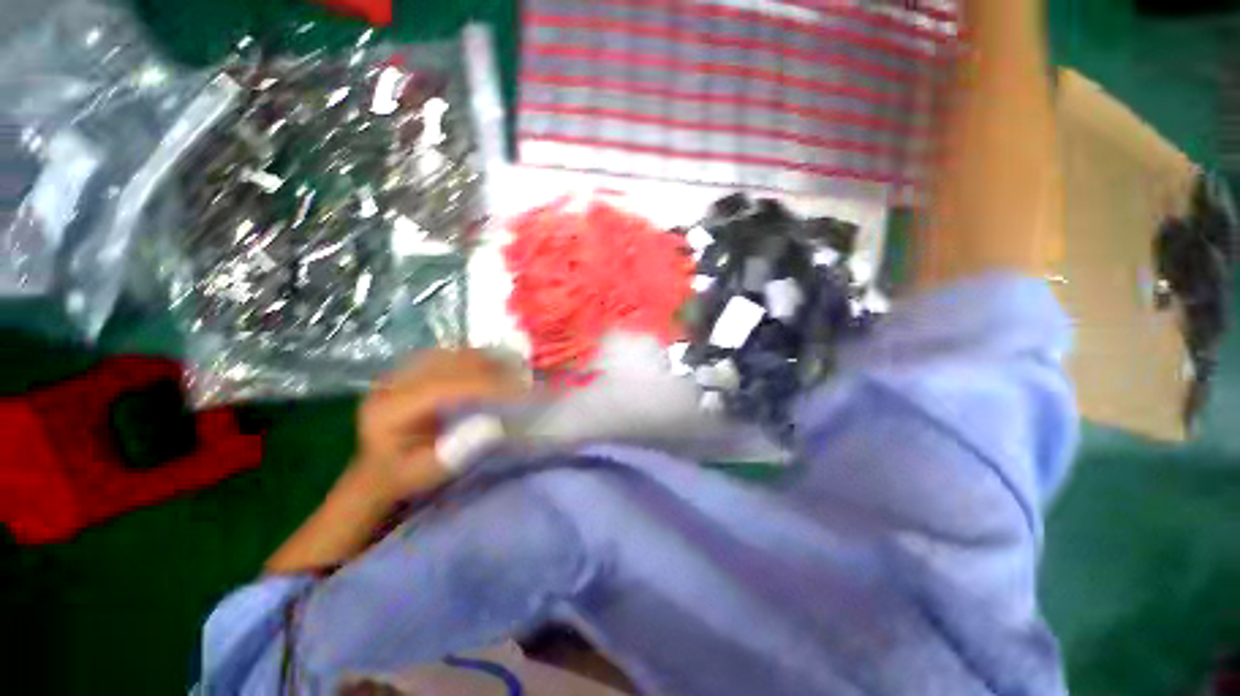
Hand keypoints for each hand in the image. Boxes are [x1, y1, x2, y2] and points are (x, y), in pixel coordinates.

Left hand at [264, 350, 523, 574]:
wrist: (381, 468)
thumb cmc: (405, 476)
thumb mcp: (428, 474)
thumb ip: (455, 452)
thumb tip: (493, 425)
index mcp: (388, 410)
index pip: (443, 387)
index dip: (484, 386)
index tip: (520, 392)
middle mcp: (392, 382)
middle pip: (449, 363)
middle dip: (490, 369)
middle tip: (524, 380)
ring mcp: (402, 371)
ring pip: (451, 354)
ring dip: (486, 360)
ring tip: (514, 371)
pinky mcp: (414, 368)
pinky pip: (452, 355)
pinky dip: (477, 359)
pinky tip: (495, 367)